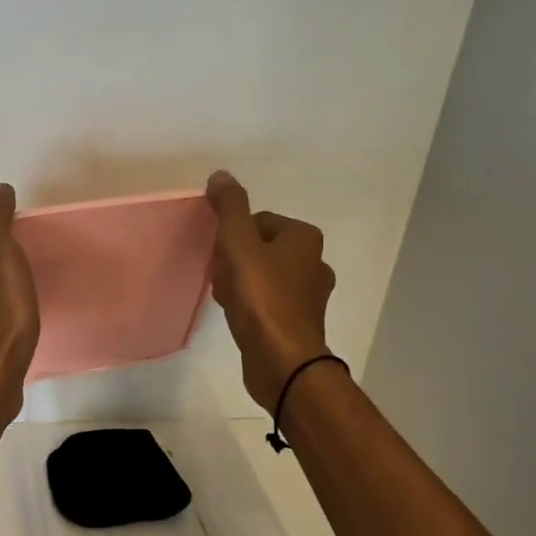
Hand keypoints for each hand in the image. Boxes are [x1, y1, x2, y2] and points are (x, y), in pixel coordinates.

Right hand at [205, 170, 335, 409]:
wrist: (281, 359)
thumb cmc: (260, 296)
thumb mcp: (238, 242)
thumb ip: (230, 207)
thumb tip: (221, 176)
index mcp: (305, 238)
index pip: (259, 221)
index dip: (233, 236)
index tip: (221, 256)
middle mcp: (314, 262)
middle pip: (260, 248)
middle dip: (234, 259)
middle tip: (220, 277)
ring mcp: (309, 296)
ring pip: (263, 275)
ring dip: (239, 282)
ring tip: (225, 298)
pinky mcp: (298, 323)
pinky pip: (267, 301)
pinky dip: (249, 304)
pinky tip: (236, 316)